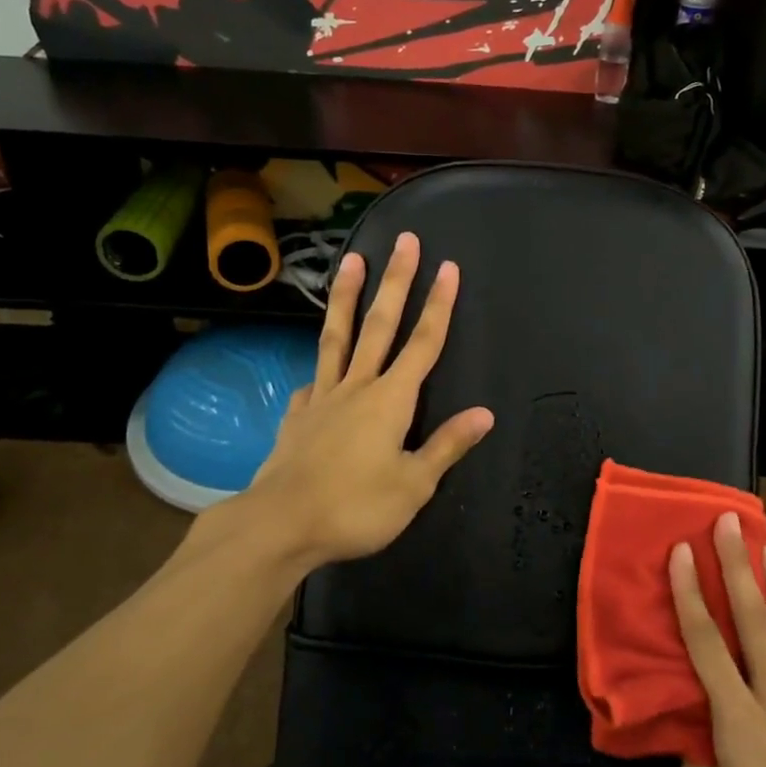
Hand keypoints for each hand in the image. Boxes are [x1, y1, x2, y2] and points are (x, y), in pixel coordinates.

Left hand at [239, 231, 493, 571]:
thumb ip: (447, 446)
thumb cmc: (355, 507)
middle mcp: (357, 387)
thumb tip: (485, 414)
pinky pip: (312, 382)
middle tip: (405, 242)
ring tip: (351, 260)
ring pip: (337, 337)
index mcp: (391, 400)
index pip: (423, 344)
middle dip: (396, 281)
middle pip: (380, 325)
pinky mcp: (297, 415)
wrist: (280, 524)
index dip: (439, 305)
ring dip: (347, 297)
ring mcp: (322, 397)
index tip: (448, 268)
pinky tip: (316, 374)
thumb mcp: (413, 485)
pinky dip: (319, 370)